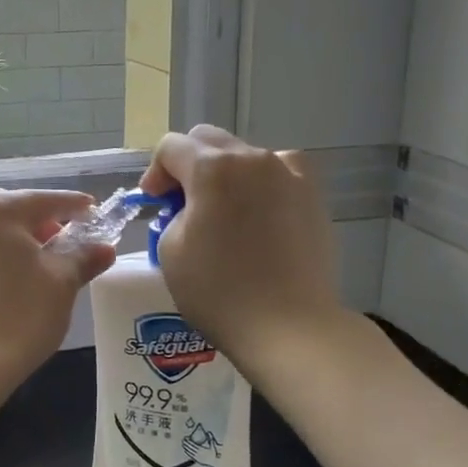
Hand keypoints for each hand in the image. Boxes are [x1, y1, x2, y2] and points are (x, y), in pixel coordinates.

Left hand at [0, 189, 115, 386]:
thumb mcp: (63, 282)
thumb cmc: (21, 313)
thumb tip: (104, 247)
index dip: (76, 207)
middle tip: (68, 245)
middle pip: (13, 213)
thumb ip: (84, 257)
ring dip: (11, 242)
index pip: (47, 200)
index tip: (96, 214)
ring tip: (33, 265)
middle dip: (42, 224)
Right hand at [137, 126, 344, 366]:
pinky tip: (259, 215)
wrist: (290, 326)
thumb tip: (192, 207)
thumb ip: (174, 213)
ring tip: (223, 212)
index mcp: (213, 167)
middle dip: (188, 166)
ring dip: (225, 174)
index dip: (155, 172)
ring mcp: (290, 173)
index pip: (172, 147)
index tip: (154, 203)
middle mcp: (254, 158)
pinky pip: (279, 174)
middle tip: (181, 204)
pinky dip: (261, 185)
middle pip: (209, 141)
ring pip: (246, 156)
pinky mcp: (313, 195)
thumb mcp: (171, 250)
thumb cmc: (220, 292)